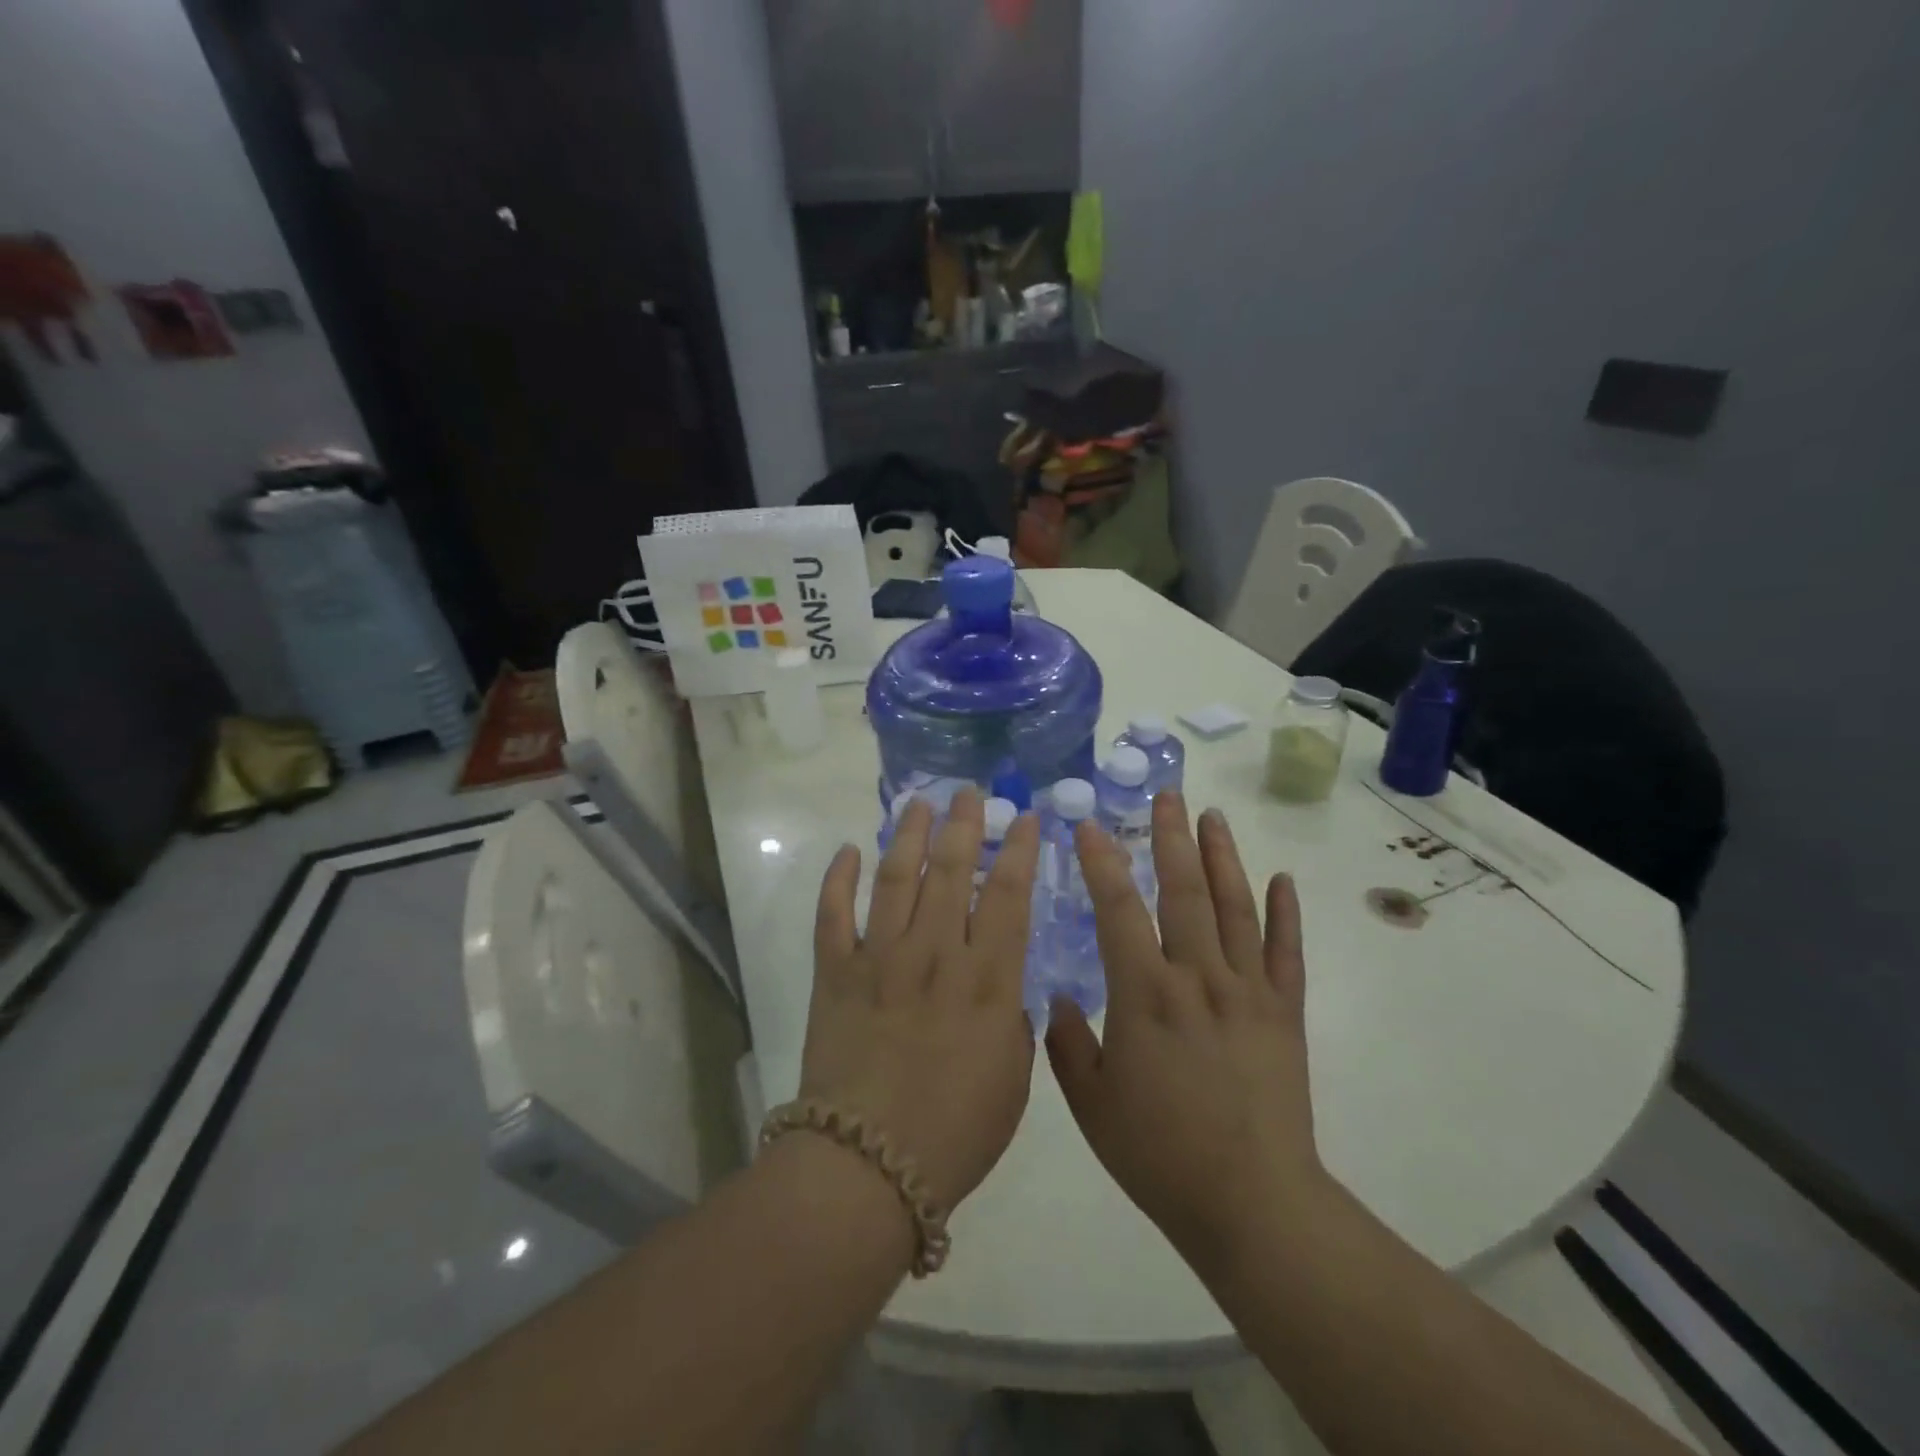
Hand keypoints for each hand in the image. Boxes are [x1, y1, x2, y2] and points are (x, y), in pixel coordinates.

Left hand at [801, 788, 1040, 1213]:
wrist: (867, 1166)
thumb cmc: (955, 1132)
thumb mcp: (1013, 1082)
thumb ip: (1012, 1025)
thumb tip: (1003, 992)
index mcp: (986, 980)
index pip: (1009, 896)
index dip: (1020, 851)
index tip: (1027, 818)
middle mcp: (935, 954)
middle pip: (953, 872)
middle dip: (965, 825)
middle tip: (971, 793)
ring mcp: (881, 959)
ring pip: (896, 879)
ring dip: (909, 837)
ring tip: (920, 805)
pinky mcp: (836, 974)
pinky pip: (833, 915)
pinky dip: (838, 879)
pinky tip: (848, 850)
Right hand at [1046, 791, 1327, 1270]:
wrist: (1252, 1204)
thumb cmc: (1160, 1153)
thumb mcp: (1091, 1103)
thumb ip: (1067, 1043)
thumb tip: (1055, 996)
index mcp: (1145, 994)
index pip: (1118, 908)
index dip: (1101, 861)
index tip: (1088, 824)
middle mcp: (1198, 977)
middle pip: (1184, 890)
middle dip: (1171, 837)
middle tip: (1168, 794)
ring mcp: (1248, 991)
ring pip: (1235, 907)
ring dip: (1223, 857)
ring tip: (1213, 816)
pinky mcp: (1285, 1012)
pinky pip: (1287, 952)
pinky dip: (1285, 913)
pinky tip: (1282, 879)